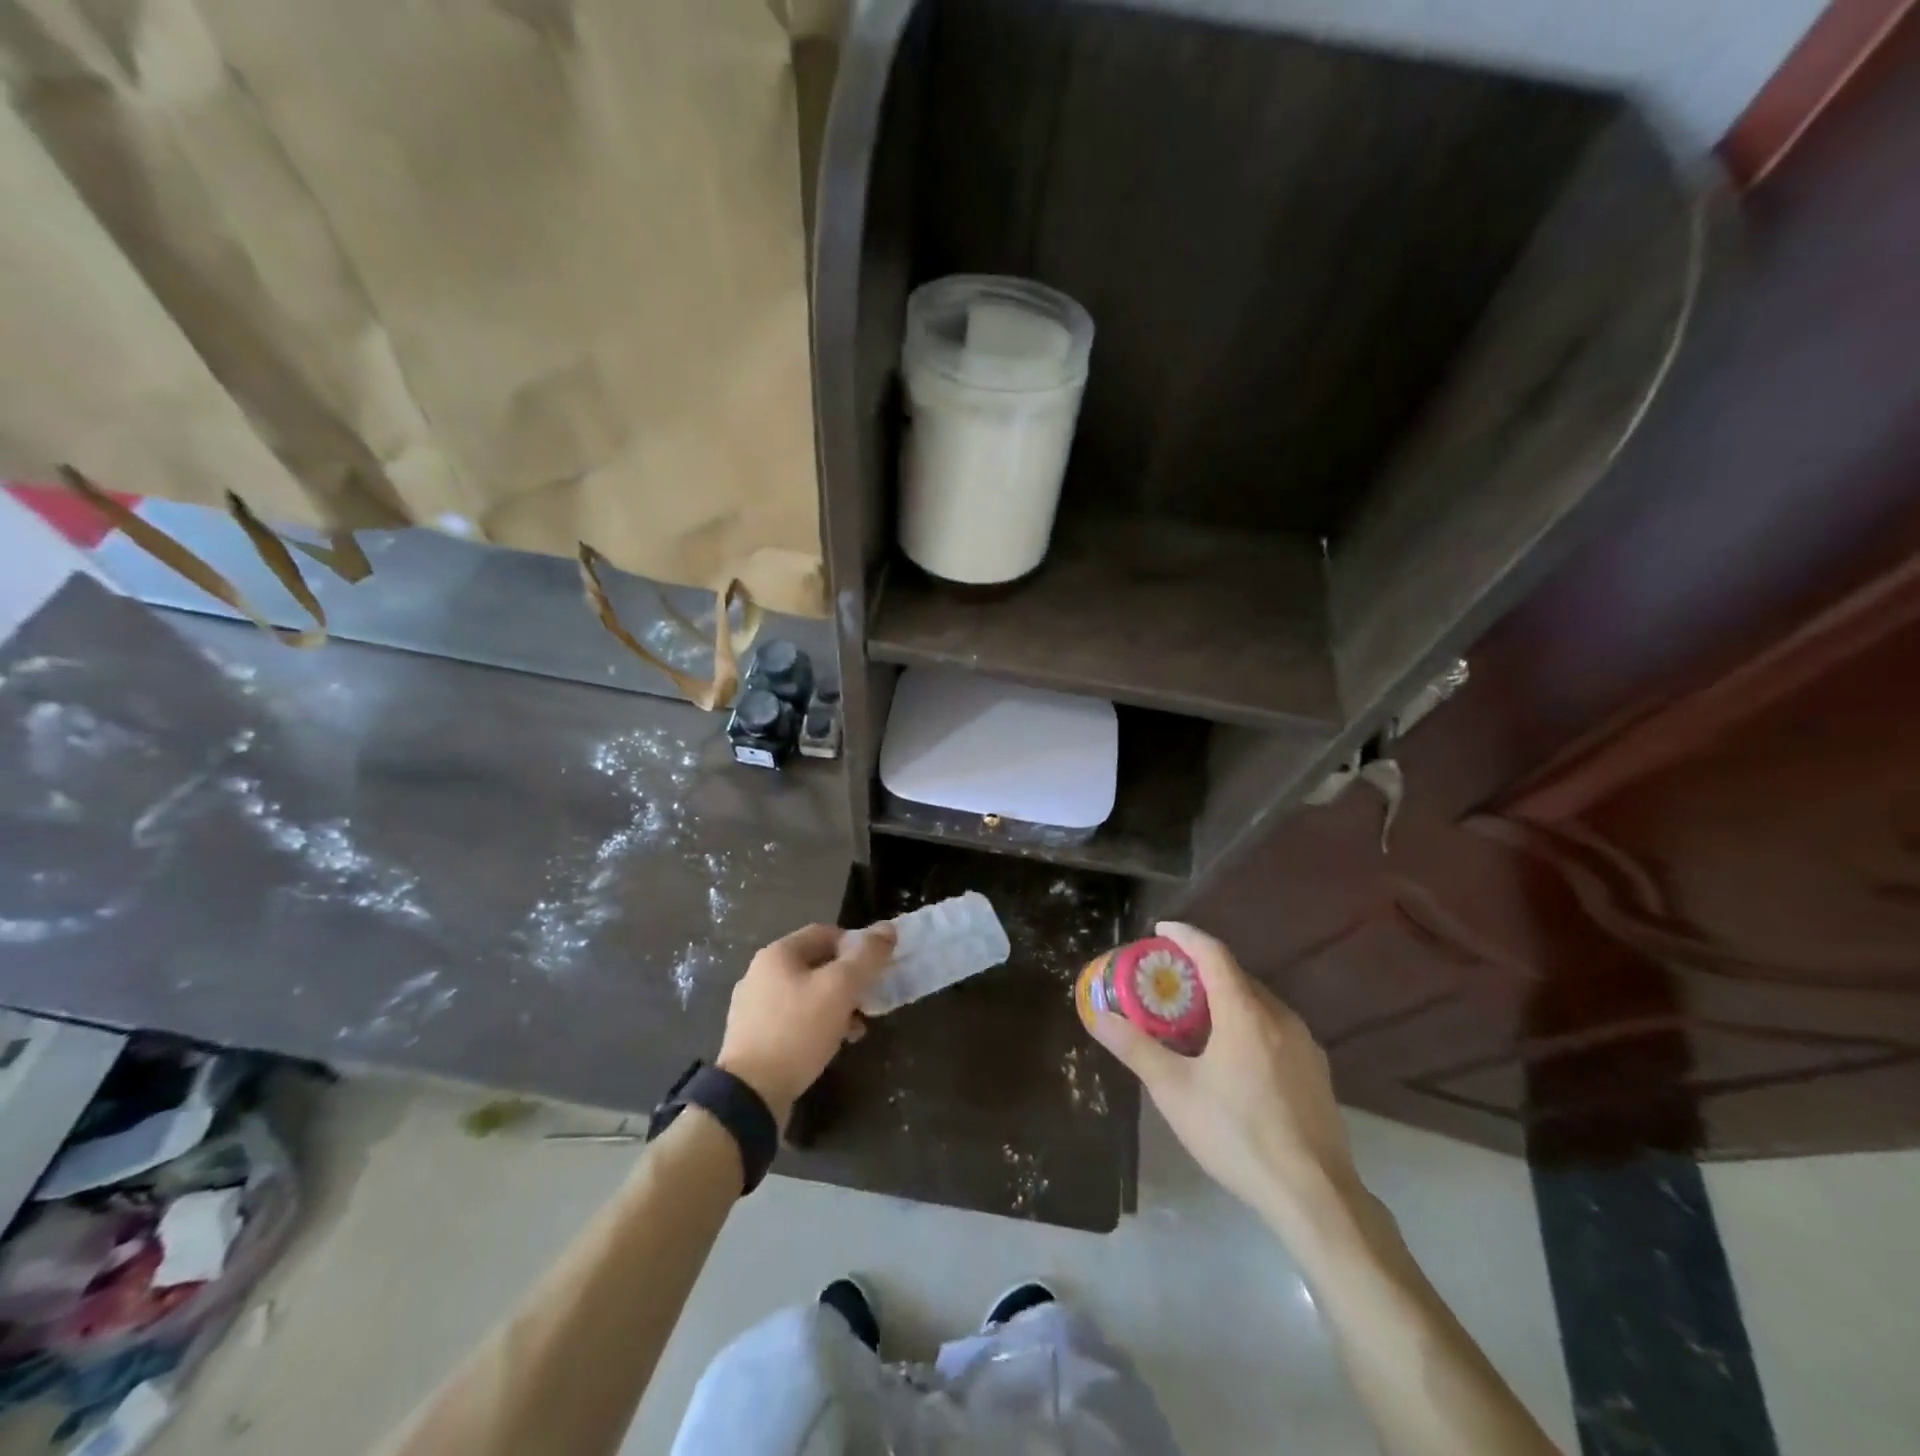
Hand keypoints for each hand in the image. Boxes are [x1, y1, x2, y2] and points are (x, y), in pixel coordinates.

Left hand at [717, 922, 896, 1127]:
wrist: (750, 1094)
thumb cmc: (798, 1030)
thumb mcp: (840, 988)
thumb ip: (866, 956)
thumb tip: (888, 929)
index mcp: (778, 953)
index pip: (825, 933)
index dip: (855, 945)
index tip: (876, 967)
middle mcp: (760, 973)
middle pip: (816, 964)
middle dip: (848, 980)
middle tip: (869, 1000)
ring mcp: (753, 1006)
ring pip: (806, 994)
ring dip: (835, 1005)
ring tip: (855, 1029)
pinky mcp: (753, 1036)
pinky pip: (792, 1019)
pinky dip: (816, 1025)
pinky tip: (831, 1045)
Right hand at [1088, 921, 1360, 1232]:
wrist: (1315, 1196)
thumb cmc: (1237, 1135)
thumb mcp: (1175, 1091)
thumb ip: (1135, 1048)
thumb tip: (1098, 1017)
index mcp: (1245, 1012)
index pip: (1213, 953)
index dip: (1185, 936)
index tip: (1160, 931)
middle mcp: (1279, 1016)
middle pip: (1236, 975)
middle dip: (1201, 969)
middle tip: (1168, 980)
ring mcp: (1304, 1043)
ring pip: (1258, 1002)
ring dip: (1225, 997)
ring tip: (1195, 1017)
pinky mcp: (1316, 1069)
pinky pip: (1274, 1027)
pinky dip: (1247, 1021)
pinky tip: (1232, 1054)